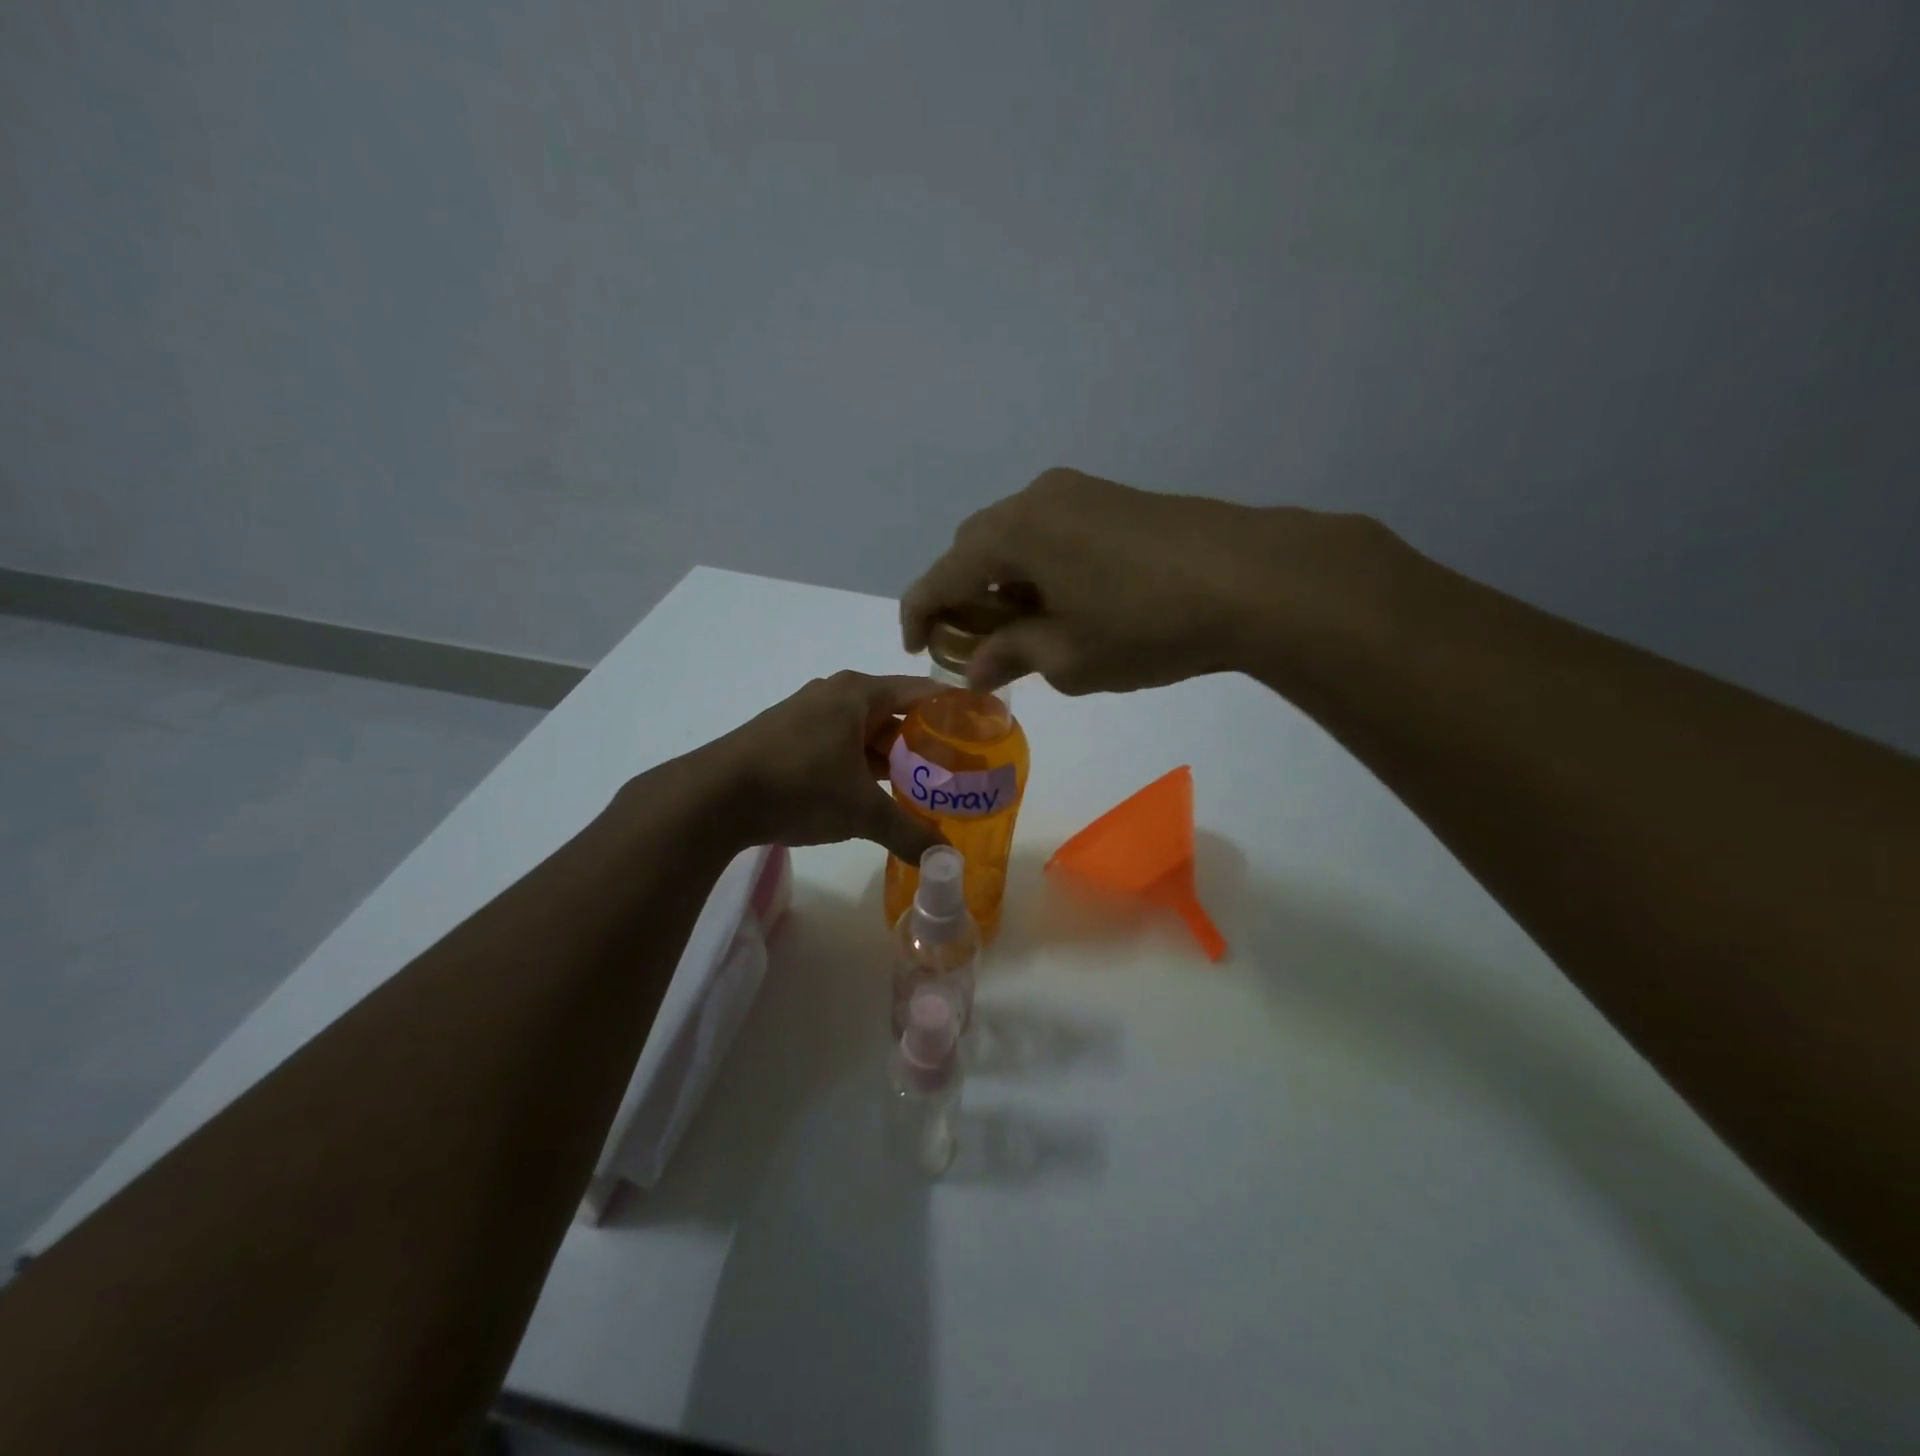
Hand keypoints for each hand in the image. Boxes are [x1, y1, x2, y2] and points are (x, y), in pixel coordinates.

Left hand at [697, 671, 947, 862]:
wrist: (714, 797)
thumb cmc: (799, 786)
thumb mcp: (861, 810)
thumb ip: (909, 831)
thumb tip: (947, 860)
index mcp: (859, 693)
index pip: (922, 692)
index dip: (954, 709)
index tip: (982, 729)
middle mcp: (835, 695)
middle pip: (894, 713)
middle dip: (924, 742)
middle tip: (957, 770)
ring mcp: (807, 715)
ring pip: (864, 733)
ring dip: (891, 758)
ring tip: (922, 787)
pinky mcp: (787, 739)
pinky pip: (839, 746)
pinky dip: (861, 766)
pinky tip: (874, 793)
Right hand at [901, 468, 1396, 695]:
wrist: (1253, 579)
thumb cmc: (1146, 625)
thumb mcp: (1069, 657)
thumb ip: (1012, 655)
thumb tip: (976, 667)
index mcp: (1013, 533)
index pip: (942, 573)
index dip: (920, 612)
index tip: (916, 647)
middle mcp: (1037, 498)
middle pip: (976, 546)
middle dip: (963, 593)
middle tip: (973, 641)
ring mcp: (1080, 491)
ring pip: (1016, 536)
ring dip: (1004, 579)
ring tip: (1020, 627)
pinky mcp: (1115, 499)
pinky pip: (1052, 531)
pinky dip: (1039, 566)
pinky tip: (1064, 601)